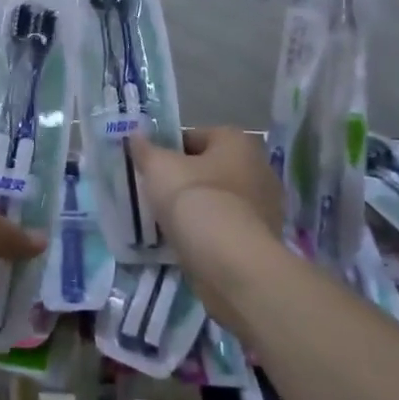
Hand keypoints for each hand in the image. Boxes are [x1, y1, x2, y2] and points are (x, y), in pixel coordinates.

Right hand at [128, 127, 286, 344]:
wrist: (231, 264)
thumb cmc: (195, 200)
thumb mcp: (158, 168)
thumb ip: (145, 149)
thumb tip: (135, 136)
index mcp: (237, 142)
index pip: (194, 136)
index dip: (167, 148)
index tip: (147, 166)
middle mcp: (258, 167)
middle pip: (208, 168)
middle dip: (182, 178)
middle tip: (154, 192)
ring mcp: (264, 206)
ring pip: (216, 199)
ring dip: (195, 207)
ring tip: (165, 220)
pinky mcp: (261, 239)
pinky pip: (224, 226)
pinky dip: (207, 231)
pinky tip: (185, 241)